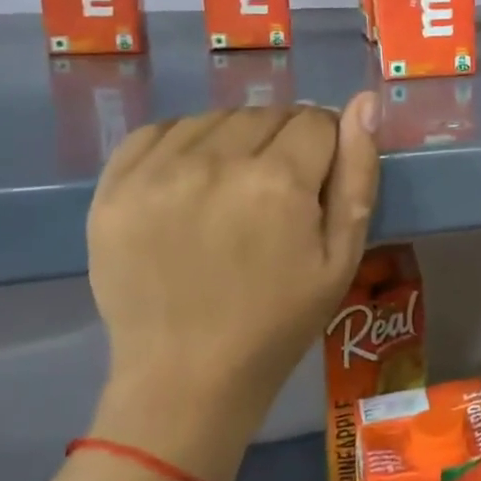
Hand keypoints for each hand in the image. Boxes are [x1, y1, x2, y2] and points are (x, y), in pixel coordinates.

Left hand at [84, 96, 380, 480]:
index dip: (326, 149)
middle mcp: (215, 162)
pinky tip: (192, 181)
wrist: (186, 378)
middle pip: (268, 113)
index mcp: (278, 182)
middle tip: (277, 195)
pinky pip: (160, 130)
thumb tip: (365, 102)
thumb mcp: (342, 255)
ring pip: (217, 118)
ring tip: (233, 190)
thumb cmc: (279, 321)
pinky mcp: (114, 188)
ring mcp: (157, 173)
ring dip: (236, 141)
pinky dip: (184, 144)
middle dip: (284, 142)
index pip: (317, 120)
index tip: (316, 186)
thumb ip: (358, 174)